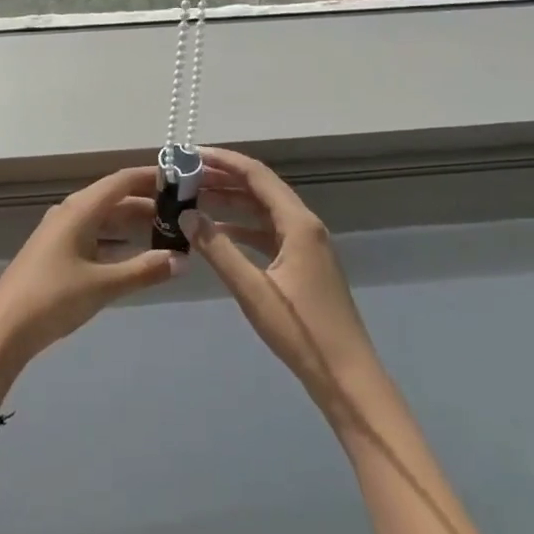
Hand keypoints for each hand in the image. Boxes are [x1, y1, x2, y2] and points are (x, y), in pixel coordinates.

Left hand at [0, 167, 183, 404]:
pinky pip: (94, 234)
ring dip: (132, 222)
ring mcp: (61, 231)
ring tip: (166, 231)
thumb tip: (182, 260)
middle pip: (114, 197)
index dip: (151, 177)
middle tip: (182, 211)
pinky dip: (116, 239)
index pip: (122, 181)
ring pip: (104, 217)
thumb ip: (143, 270)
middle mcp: (70, 212)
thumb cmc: (54, 298)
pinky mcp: (57, 251)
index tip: (182, 180)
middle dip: (147, 202)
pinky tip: (134, 252)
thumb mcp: (103, 285)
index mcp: (80, 209)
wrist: (4, 328)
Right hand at [181, 148, 384, 436]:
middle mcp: (305, 225)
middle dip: (223, 178)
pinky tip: (217, 233)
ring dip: (231, 202)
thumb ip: (217, 249)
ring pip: (263, 210)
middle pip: (260, 188)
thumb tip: (186, 214)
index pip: (256, 175)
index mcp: (298, 223)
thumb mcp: (253, 290)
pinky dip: (242, 227)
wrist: (348, 379)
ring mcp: (306, 244)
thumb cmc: (301, 332)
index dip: (223, 161)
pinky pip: (268, 232)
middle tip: (185, 175)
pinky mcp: (304, 263)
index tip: (190, 154)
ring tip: (194, 197)